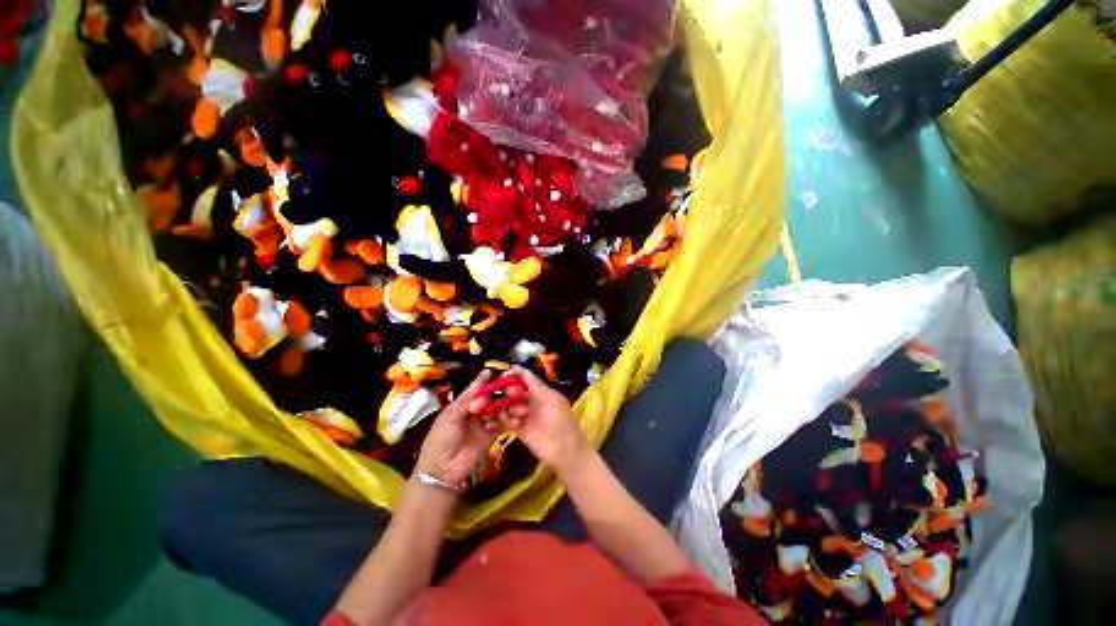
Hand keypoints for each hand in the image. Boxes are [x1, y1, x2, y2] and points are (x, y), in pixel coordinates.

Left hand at [415, 372, 499, 486]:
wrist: (442, 470)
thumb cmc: (441, 438)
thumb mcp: (452, 415)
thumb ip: (470, 397)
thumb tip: (484, 376)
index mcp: (462, 404)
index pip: (477, 389)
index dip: (485, 381)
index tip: (495, 372)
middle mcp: (475, 412)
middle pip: (489, 398)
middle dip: (496, 393)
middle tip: (506, 389)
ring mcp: (483, 423)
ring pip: (497, 409)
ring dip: (502, 406)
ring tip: (506, 404)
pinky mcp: (491, 435)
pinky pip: (500, 423)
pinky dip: (501, 420)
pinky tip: (495, 423)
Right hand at [474, 367, 590, 474]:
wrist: (565, 450)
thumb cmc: (561, 421)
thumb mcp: (551, 399)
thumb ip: (536, 386)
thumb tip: (523, 370)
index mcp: (543, 393)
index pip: (527, 380)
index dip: (517, 374)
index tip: (507, 369)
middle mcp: (533, 403)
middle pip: (516, 392)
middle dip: (511, 391)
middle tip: (509, 394)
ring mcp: (527, 417)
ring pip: (511, 406)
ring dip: (511, 407)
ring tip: (520, 413)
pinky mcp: (521, 430)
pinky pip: (509, 421)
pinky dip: (506, 419)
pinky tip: (509, 420)